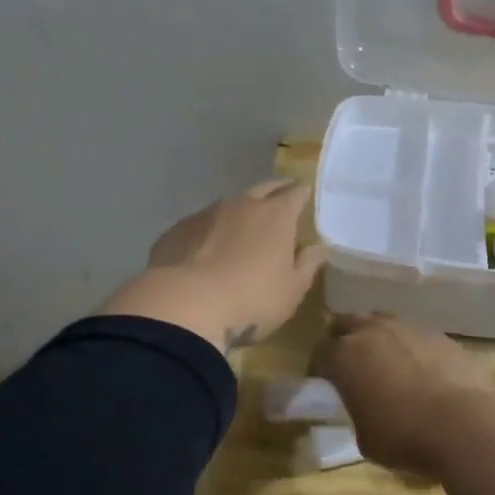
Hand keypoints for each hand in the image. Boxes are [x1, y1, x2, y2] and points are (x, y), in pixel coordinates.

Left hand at [100, 180, 325, 352]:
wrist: (185, 305)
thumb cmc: (252, 299)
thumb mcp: (292, 290)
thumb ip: (307, 265)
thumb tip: (317, 247)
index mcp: (276, 215)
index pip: (295, 193)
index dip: (301, 194)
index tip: (304, 197)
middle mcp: (242, 205)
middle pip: (263, 189)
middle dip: (274, 191)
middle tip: (279, 200)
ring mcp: (205, 214)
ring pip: (229, 205)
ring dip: (238, 213)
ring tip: (240, 229)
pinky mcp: (177, 230)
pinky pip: (200, 225)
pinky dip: (208, 232)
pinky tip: (205, 250)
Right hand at [312, 312, 490, 470]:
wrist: (462, 423)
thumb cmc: (403, 436)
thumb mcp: (364, 437)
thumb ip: (358, 412)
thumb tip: (366, 407)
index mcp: (344, 356)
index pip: (319, 354)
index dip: (318, 368)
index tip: (322, 382)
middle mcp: (372, 331)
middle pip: (347, 323)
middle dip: (343, 339)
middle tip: (349, 361)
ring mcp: (408, 328)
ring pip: (382, 321)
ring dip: (377, 336)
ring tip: (384, 359)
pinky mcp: (440, 334)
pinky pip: (416, 334)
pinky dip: (411, 346)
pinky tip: (420, 367)